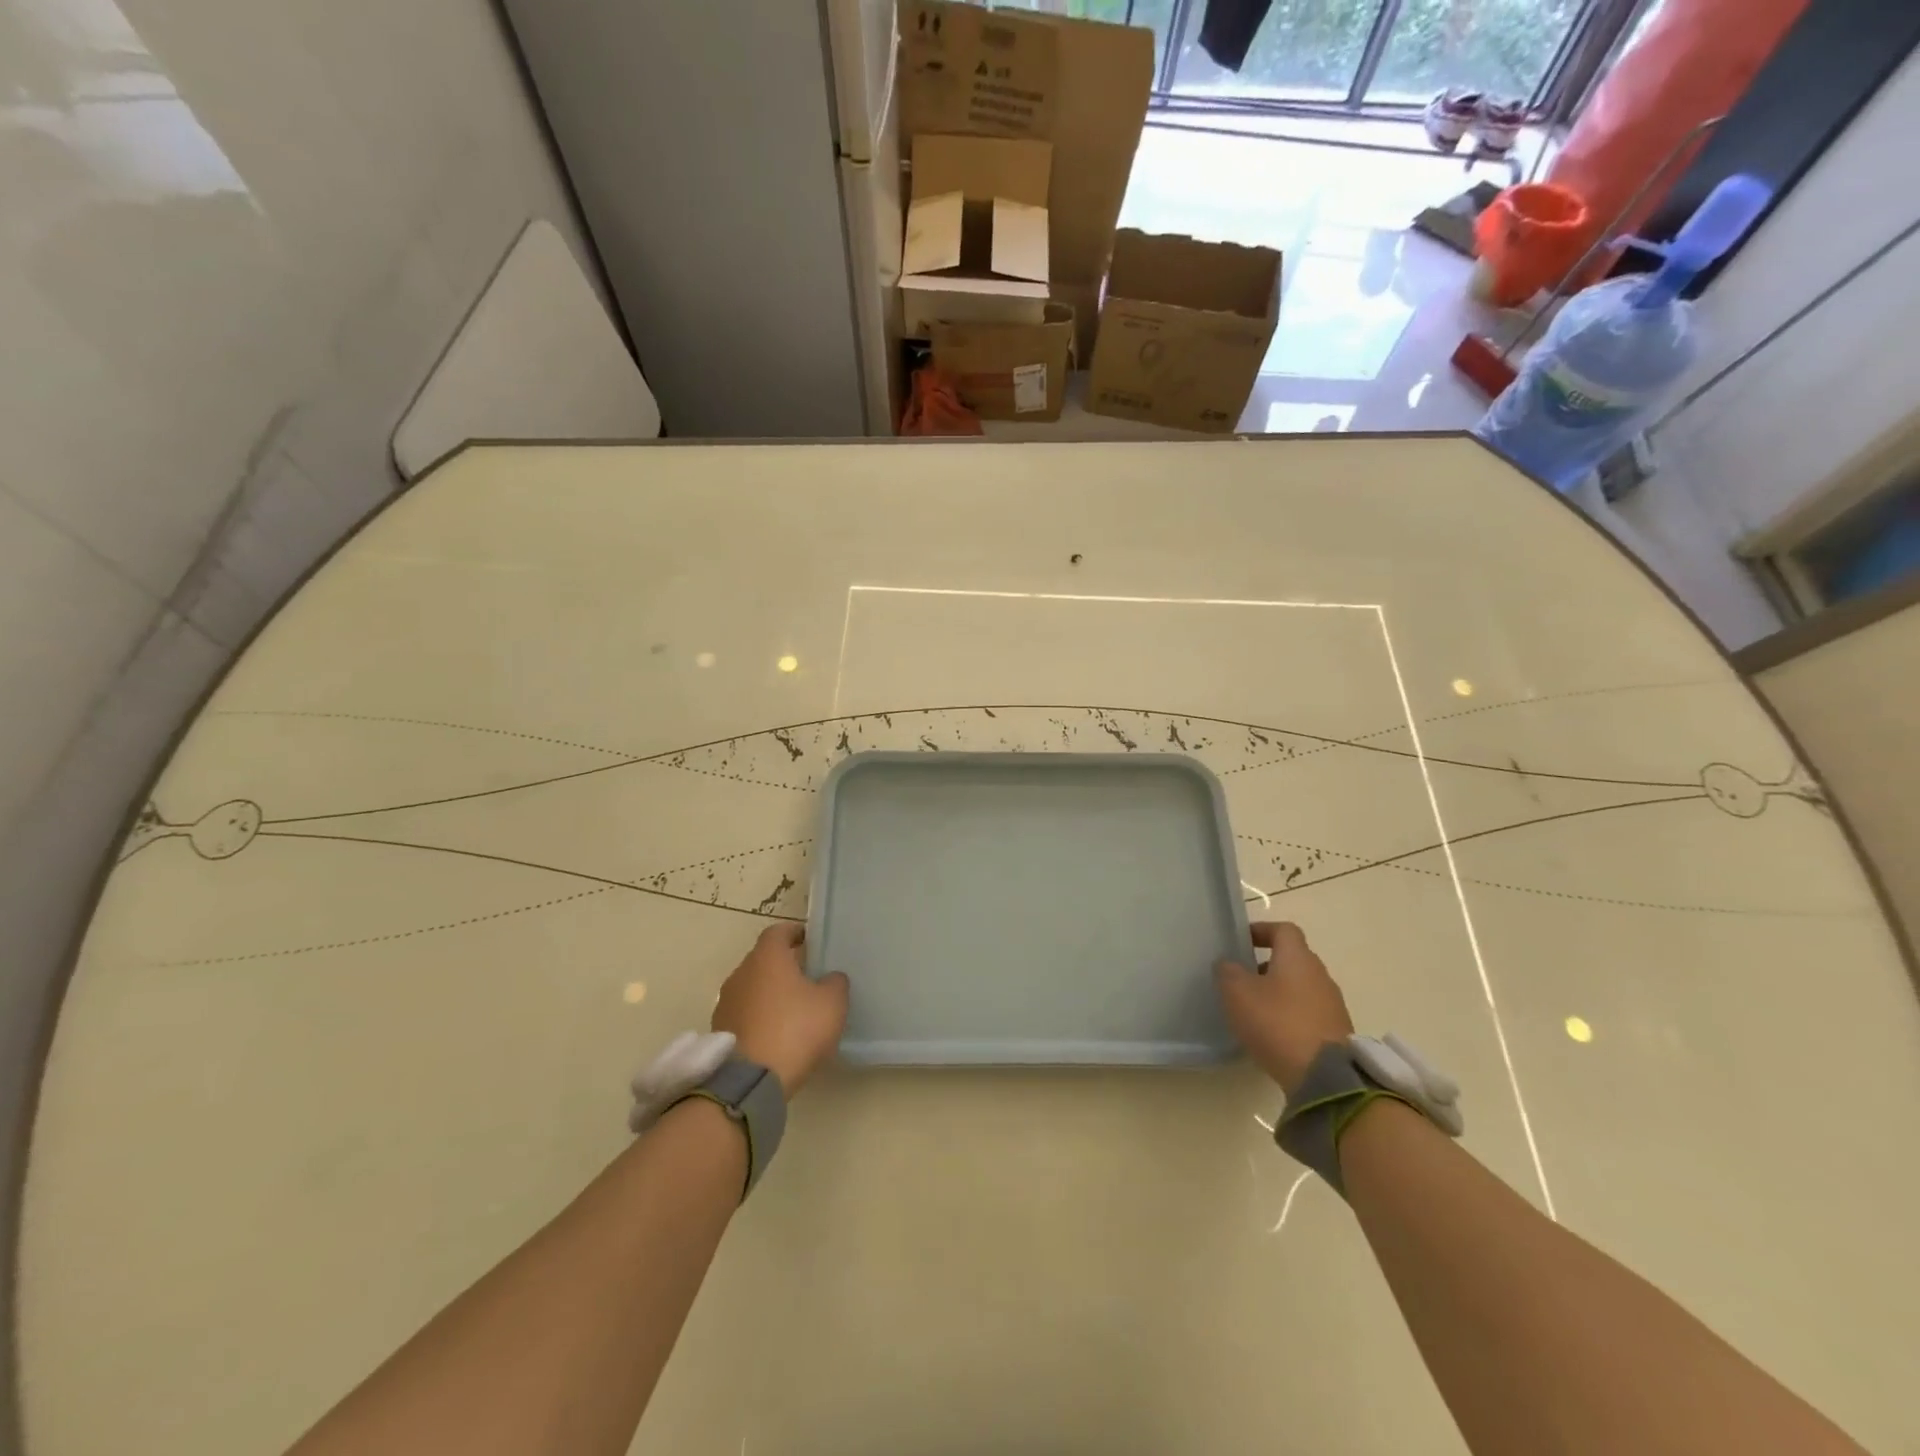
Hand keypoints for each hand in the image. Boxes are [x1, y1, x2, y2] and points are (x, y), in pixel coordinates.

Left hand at [712, 924, 848, 1096]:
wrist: (750, 1081)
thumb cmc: (795, 1029)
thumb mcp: (832, 1004)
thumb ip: (835, 983)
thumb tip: (830, 978)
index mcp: (767, 957)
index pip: (779, 931)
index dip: (795, 933)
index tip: (810, 941)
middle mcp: (741, 973)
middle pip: (764, 959)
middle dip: (784, 964)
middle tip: (807, 976)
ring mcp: (726, 1002)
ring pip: (753, 987)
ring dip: (770, 992)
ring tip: (793, 1007)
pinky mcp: (721, 1030)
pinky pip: (745, 1013)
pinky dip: (760, 1016)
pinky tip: (777, 1032)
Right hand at [1215, 921, 1352, 1096]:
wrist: (1325, 1077)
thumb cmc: (1277, 1023)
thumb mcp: (1237, 993)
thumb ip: (1228, 972)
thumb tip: (1228, 964)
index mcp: (1298, 957)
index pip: (1283, 929)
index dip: (1261, 931)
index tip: (1241, 942)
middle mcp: (1320, 975)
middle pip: (1293, 959)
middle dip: (1266, 965)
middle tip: (1241, 978)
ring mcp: (1332, 1005)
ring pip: (1300, 987)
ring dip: (1278, 992)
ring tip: (1253, 1009)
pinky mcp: (1336, 1032)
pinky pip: (1308, 1013)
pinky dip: (1290, 1015)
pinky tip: (1272, 1033)